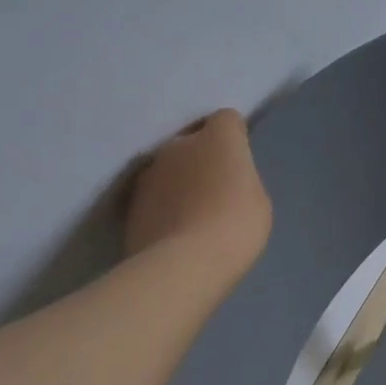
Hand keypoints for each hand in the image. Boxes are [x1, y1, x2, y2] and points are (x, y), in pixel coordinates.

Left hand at [125, 110, 271, 279]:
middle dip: (200, 158)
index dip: (233, 136)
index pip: (226, 119)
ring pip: (167, 169)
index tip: (238, 159)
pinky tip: (173, 233)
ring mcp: (149, 174)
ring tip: (190, 216)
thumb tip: (224, 180)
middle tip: (213, 189)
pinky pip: (152, 198)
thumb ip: (239, 179)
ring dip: (177, 182)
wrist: (184, 265)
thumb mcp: (256, 199)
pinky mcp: (129, 206)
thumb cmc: (236, 224)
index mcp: (217, 137)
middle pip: (191, 142)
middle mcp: (178, 145)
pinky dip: (161, 208)